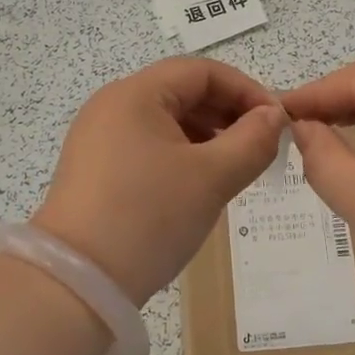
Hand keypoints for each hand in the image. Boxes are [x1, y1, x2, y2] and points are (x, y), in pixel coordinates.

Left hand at [34, 58, 285, 305]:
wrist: (77, 283)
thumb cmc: (149, 216)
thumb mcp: (212, 177)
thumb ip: (253, 141)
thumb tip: (273, 117)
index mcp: (135, 94)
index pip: (201, 71)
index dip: (245, 89)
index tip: (277, 121)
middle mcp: (112, 105)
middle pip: (182, 91)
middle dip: (227, 113)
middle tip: (261, 145)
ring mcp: (98, 138)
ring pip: (166, 121)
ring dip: (207, 135)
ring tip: (236, 166)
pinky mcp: (95, 169)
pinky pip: (148, 145)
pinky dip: (181, 154)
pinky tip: (200, 183)